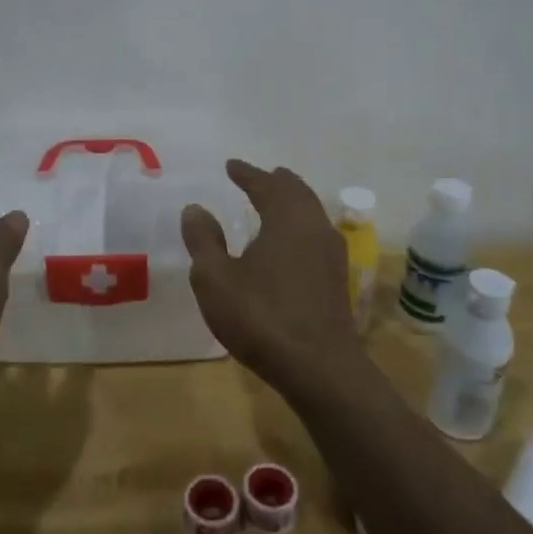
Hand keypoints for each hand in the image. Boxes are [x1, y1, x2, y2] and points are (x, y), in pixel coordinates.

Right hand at [180, 160, 366, 396]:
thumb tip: (195, 208)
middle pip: (297, 193)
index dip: (247, 173)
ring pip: (311, 214)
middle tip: (259, 177)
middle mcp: (314, 227)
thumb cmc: (261, 316)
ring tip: (274, 203)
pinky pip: (316, 236)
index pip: (266, 184)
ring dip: (292, 203)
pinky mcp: (337, 280)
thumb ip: (204, 240)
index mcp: (287, 218)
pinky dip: (299, 227)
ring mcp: (331, 254)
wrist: (319, 368)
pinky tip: (289, 245)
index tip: (231, 165)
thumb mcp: (215, 278)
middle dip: (276, 182)